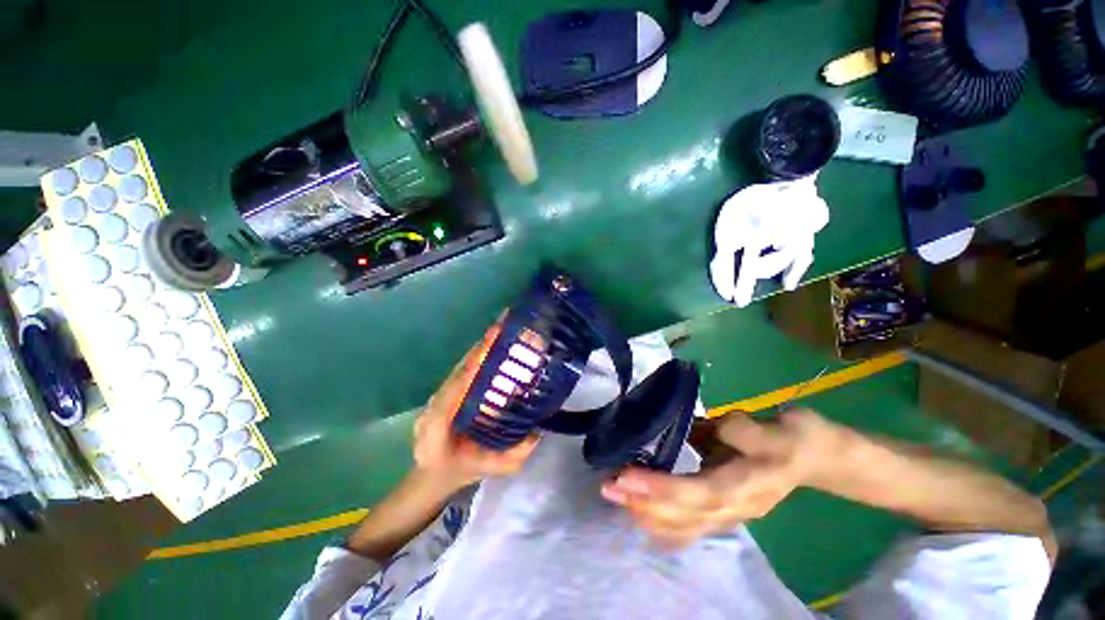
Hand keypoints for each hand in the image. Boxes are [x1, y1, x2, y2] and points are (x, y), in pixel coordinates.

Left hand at [413, 322, 538, 489]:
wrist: (431, 473)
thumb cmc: (459, 470)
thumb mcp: (488, 469)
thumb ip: (513, 456)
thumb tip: (537, 432)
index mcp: (438, 424)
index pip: (456, 388)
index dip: (473, 364)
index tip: (490, 343)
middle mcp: (435, 403)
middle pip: (459, 369)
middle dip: (481, 346)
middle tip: (503, 326)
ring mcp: (439, 394)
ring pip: (460, 366)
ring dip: (480, 346)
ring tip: (501, 328)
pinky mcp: (446, 391)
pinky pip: (463, 371)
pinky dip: (478, 355)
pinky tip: (494, 345)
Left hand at [600, 409, 843, 547]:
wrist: (818, 458)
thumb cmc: (794, 438)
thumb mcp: (769, 427)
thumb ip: (734, 429)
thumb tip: (694, 427)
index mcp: (747, 486)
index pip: (697, 493)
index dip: (661, 489)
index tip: (626, 477)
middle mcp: (735, 509)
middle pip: (685, 517)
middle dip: (643, 503)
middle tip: (608, 486)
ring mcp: (730, 516)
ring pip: (685, 528)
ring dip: (647, 515)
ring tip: (615, 496)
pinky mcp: (723, 513)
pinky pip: (689, 527)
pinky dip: (661, 523)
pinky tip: (639, 511)